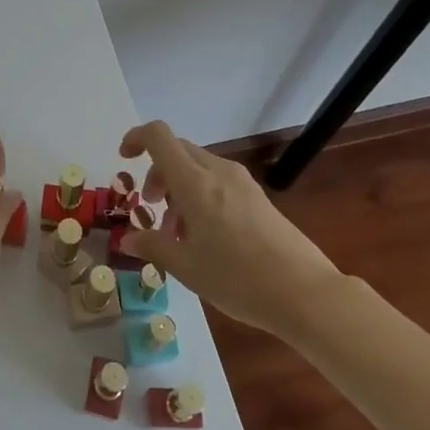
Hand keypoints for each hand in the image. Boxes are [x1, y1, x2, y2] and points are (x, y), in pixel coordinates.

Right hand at [117, 120, 340, 334]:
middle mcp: (217, 171)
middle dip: (157, 173)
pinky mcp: (257, 197)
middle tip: (152, 208)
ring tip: (179, 232)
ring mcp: (241, 182)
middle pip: (177, 151)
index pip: (158, 136)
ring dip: (179, 187)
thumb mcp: (186, 268)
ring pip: (198, 166)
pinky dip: (200, 195)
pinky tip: (207, 236)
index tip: (124, 160)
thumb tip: (127, 239)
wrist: (305, 293)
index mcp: (195, 182)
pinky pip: (218, 180)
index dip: (136, 138)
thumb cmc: (238, 279)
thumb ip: (152, 247)